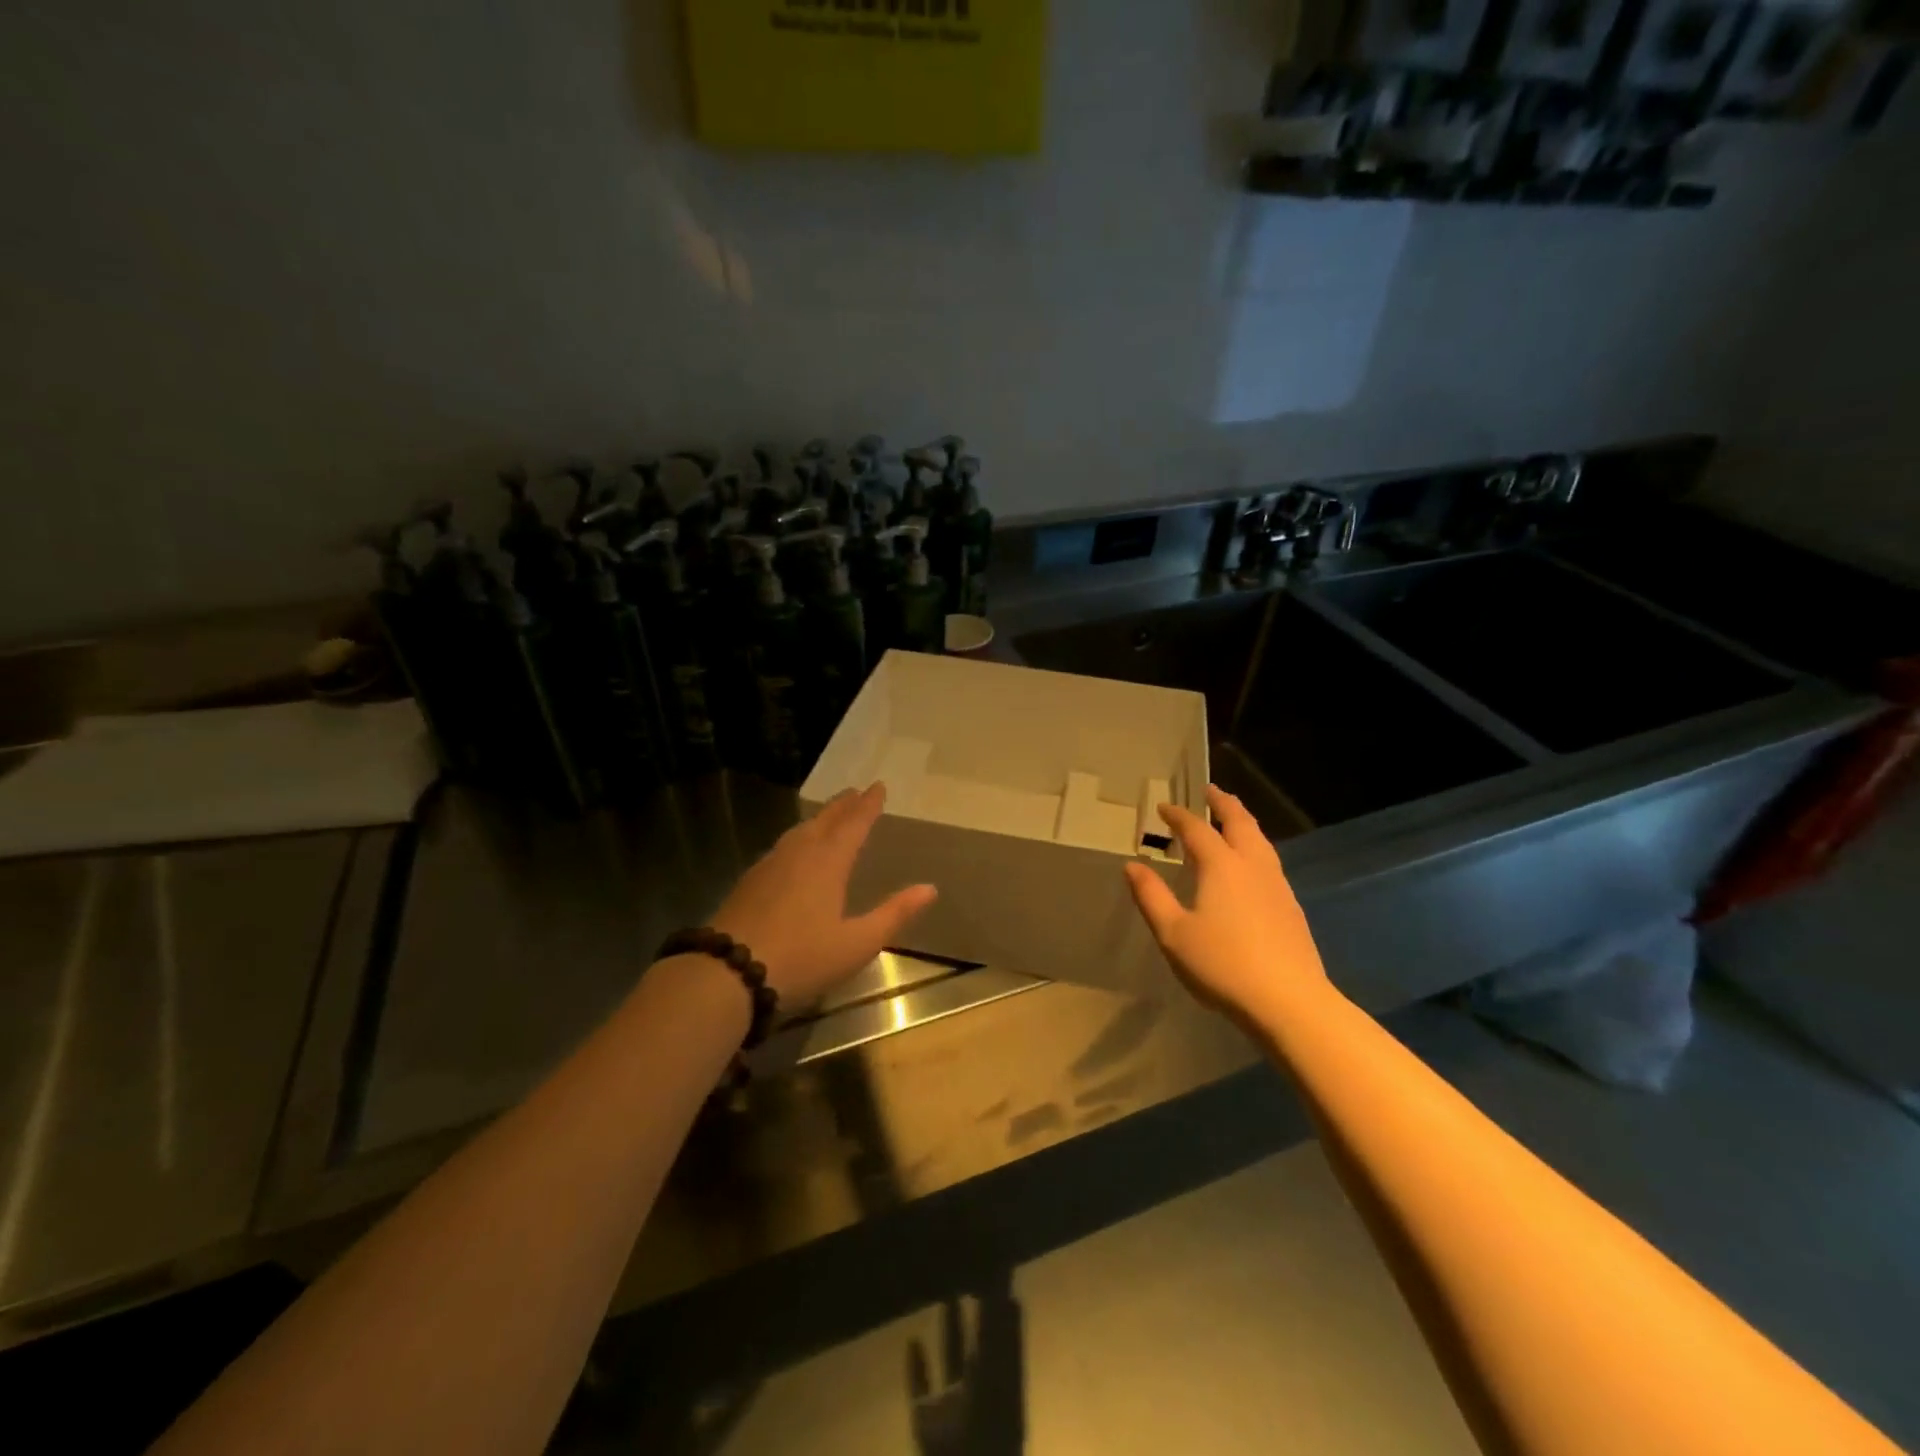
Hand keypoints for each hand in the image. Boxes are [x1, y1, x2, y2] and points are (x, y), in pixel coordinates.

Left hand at [709, 782, 936, 1006]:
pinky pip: (781, 847)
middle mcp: (799, 854)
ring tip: (828, 816)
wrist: (728, 973)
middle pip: (824, 821)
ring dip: (818, 819)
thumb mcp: (857, 943)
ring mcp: (769, 866)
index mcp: (828, 862)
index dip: (868, 805)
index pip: (854, 824)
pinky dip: (797, 838)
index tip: (878, 787)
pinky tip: (793, 852)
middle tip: (855, 792)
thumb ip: (894, 914)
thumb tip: (929, 888)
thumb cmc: (802, 958)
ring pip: (799, 831)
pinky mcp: (749, 882)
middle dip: (843, 805)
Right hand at [1123, 784, 1331, 1026]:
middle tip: (1210, 791)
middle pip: (1240, 823)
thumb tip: (1132, 865)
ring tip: (1232, 819)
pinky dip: (1254, 846)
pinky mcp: (1290, 907)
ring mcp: (1277, 886)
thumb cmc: (1223, 965)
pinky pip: (1269, 861)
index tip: (1164, 807)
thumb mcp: (1173, 933)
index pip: (1197, 829)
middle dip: (1223, 804)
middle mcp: (1252, 866)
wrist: (1289, 1001)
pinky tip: (1251, 865)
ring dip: (1243, 822)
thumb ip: (1151, 897)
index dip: (1179, 816)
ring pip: (1260, 841)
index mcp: (1221, 866)